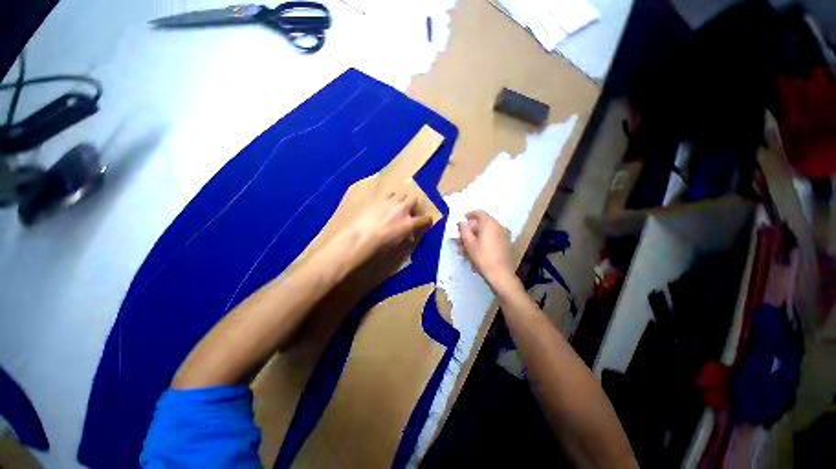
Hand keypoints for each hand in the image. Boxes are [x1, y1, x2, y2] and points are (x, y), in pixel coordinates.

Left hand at [343, 191, 432, 263]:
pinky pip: (389, 194)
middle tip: (408, 212)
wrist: (363, 235)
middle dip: (413, 205)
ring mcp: (391, 202)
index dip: (427, 221)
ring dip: (401, 200)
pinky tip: (385, 205)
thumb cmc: (381, 244)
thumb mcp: (398, 242)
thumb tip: (407, 234)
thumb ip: (405, 235)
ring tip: (396, 206)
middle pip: (414, 200)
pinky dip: (390, 198)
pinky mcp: (380, 199)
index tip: (426, 221)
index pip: (424, 220)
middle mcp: (403, 209)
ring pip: (402, 194)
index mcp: (409, 223)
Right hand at [458, 210, 515, 288]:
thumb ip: (463, 229)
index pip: (478, 213)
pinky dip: (482, 241)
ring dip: (474, 237)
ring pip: (485, 232)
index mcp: (489, 223)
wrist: (500, 274)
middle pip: (481, 223)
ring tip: (465, 249)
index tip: (460, 224)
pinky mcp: (505, 243)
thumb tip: (461, 222)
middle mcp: (498, 226)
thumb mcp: (468, 243)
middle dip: (469, 230)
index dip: (467, 216)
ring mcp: (503, 235)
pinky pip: (491, 238)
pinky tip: (475, 252)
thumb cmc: (482, 256)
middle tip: (460, 240)